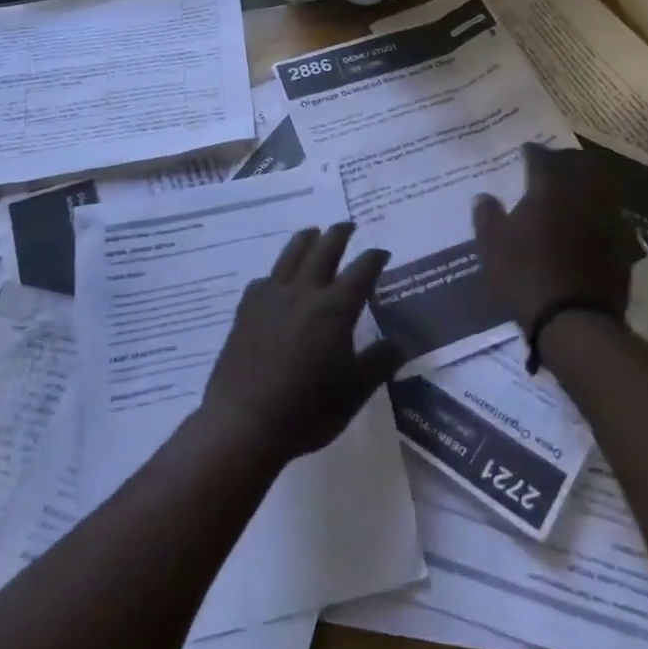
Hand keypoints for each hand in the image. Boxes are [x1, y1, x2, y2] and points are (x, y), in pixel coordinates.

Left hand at [201, 224, 403, 465]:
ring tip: (313, 233)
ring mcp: (271, 297)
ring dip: (306, 239)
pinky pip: (265, 279)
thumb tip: (404, 341)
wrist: (244, 423)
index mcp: (335, 308)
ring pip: (291, 255)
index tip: (382, 253)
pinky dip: (278, 272)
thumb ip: (381, 361)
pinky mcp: (246, 309)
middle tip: (348, 225)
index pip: (362, 271)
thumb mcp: (355, 391)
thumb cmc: (307, 410)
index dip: (374, 258)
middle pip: (324, 249)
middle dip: (339, 234)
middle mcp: (304, 292)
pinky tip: (277, 281)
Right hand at [472, 143, 643, 335]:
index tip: (525, 153)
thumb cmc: (525, 276)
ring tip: (573, 191)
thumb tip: (484, 196)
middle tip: (553, 165)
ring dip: (588, 182)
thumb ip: (487, 216)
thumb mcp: (492, 246)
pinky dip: (599, 211)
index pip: (542, 157)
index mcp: (550, 188)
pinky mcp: (624, 243)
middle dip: (566, 159)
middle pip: (581, 162)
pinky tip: (588, 223)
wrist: (574, 320)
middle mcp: (583, 194)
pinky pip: (612, 214)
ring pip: (603, 185)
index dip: (532, 152)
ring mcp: (609, 217)